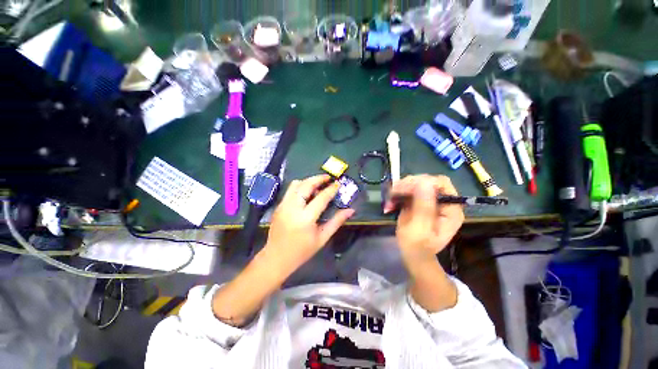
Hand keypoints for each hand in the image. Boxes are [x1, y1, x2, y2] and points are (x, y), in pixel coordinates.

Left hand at [264, 174, 354, 272]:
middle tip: (328, 178)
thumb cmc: (302, 251)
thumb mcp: (322, 238)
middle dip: (318, 178)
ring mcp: (283, 205)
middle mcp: (292, 208)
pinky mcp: (279, 206)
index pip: (321, 198)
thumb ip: (337, 221)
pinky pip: (290, 190)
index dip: (331, 189)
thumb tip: (350, 210)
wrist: (276, 258)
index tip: (338, 183)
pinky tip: (307, 193)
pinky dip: (300, 187)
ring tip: (318, 185)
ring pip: (295, 184)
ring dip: (308, 181)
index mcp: (305, 218)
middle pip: (306, 185)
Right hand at [384, 175, 463, 260]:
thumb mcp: (420, 229)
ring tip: (390, 199)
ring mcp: (430, 201)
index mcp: (451, 209)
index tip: (406, 188)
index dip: (423, 182)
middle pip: (427, 181)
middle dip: (408, 184)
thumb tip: (425, 182)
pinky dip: (397, 194)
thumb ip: (423, 207)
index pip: (441, 184)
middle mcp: (442, 202)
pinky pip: (408, 191)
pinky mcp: (419, 202)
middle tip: (394, 192)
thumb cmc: (417, 247)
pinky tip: (390, 202)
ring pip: (416, 184)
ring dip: (400, 188)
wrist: (413, 255)